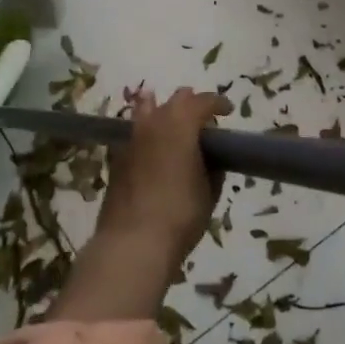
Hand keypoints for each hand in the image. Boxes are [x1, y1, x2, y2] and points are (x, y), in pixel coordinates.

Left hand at [93, 86, 229, 267]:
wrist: (133, 242)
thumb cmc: (181, 214)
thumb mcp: (209, 192)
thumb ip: (212, 168)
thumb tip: (209, 159)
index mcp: (181, 125)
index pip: (202, 101)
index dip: (217, 103)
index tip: (228, 111)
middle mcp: (154, 124)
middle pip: (174, 101)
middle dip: (191, 103)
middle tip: (203, 119)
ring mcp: (131, 139)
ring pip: (147, 110)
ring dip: (163, 111)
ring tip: (172, 122)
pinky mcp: (116, 158)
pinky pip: (135, 133)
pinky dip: (147, 133)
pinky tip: (153, 148)